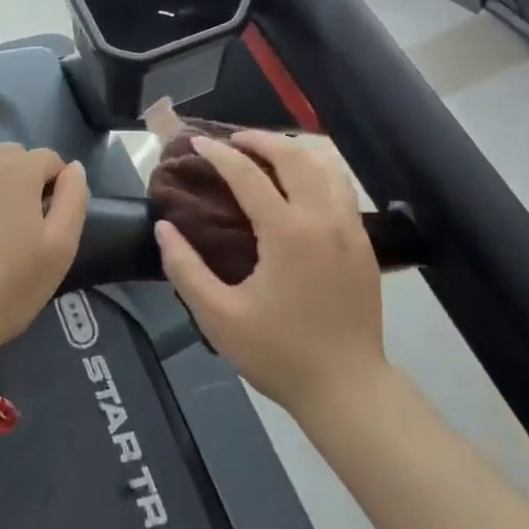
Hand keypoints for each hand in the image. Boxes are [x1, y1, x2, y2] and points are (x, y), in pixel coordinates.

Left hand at [0, 143, 87, 374]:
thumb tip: (72, 168)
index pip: (47, 160)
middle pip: (7, 157)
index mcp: (18, 169)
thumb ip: (73, 199)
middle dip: (13, 182)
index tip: (39, 223)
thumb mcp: (59, 251)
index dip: (49, 188)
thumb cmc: (3, 292)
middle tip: (4, 229)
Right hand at [155, 131, 386, 420]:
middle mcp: (322, 217)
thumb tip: (165, 228)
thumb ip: (186, 270)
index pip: (248, 175)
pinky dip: (319, 170)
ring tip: (269, 154)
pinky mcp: (363, 241)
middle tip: (233, 140)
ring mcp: (349, 227)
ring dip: (294, 150)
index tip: (198, 142)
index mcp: (287, 232)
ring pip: (325, 165)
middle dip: (260, 139)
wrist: (347, 388)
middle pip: (293, 156)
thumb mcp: (220, 318)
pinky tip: (303, 184)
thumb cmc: (279, 353)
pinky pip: (342, 187)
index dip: (220, 154)